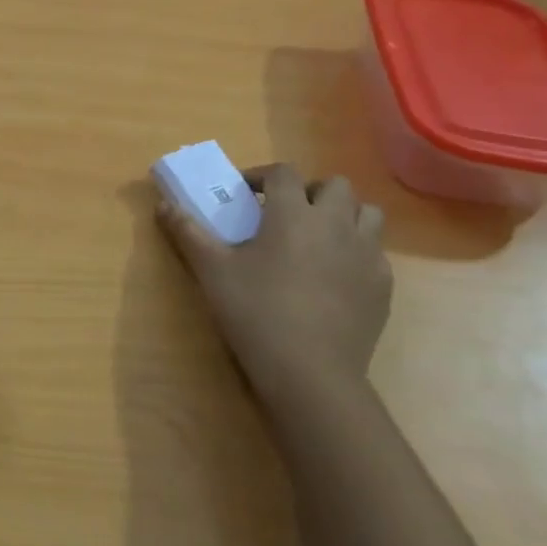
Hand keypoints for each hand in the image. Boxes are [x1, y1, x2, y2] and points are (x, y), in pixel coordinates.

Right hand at [157, 163, 392, 412]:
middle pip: (335, 185)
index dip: (262, 175)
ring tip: (317, 237)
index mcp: (293, 213)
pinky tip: (334, 276)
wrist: (310, 372)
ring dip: (343, 215)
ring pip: (367, 213)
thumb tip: (163, 205)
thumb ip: (187, 232)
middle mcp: (336, 223)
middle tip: (285, 213)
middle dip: (310, 191)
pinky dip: (356, 252)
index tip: (244, 193)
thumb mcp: (212, 270)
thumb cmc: (256, 312)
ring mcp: (366, 254)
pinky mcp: (383, 286)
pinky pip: (375, 252)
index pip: (284, 172)